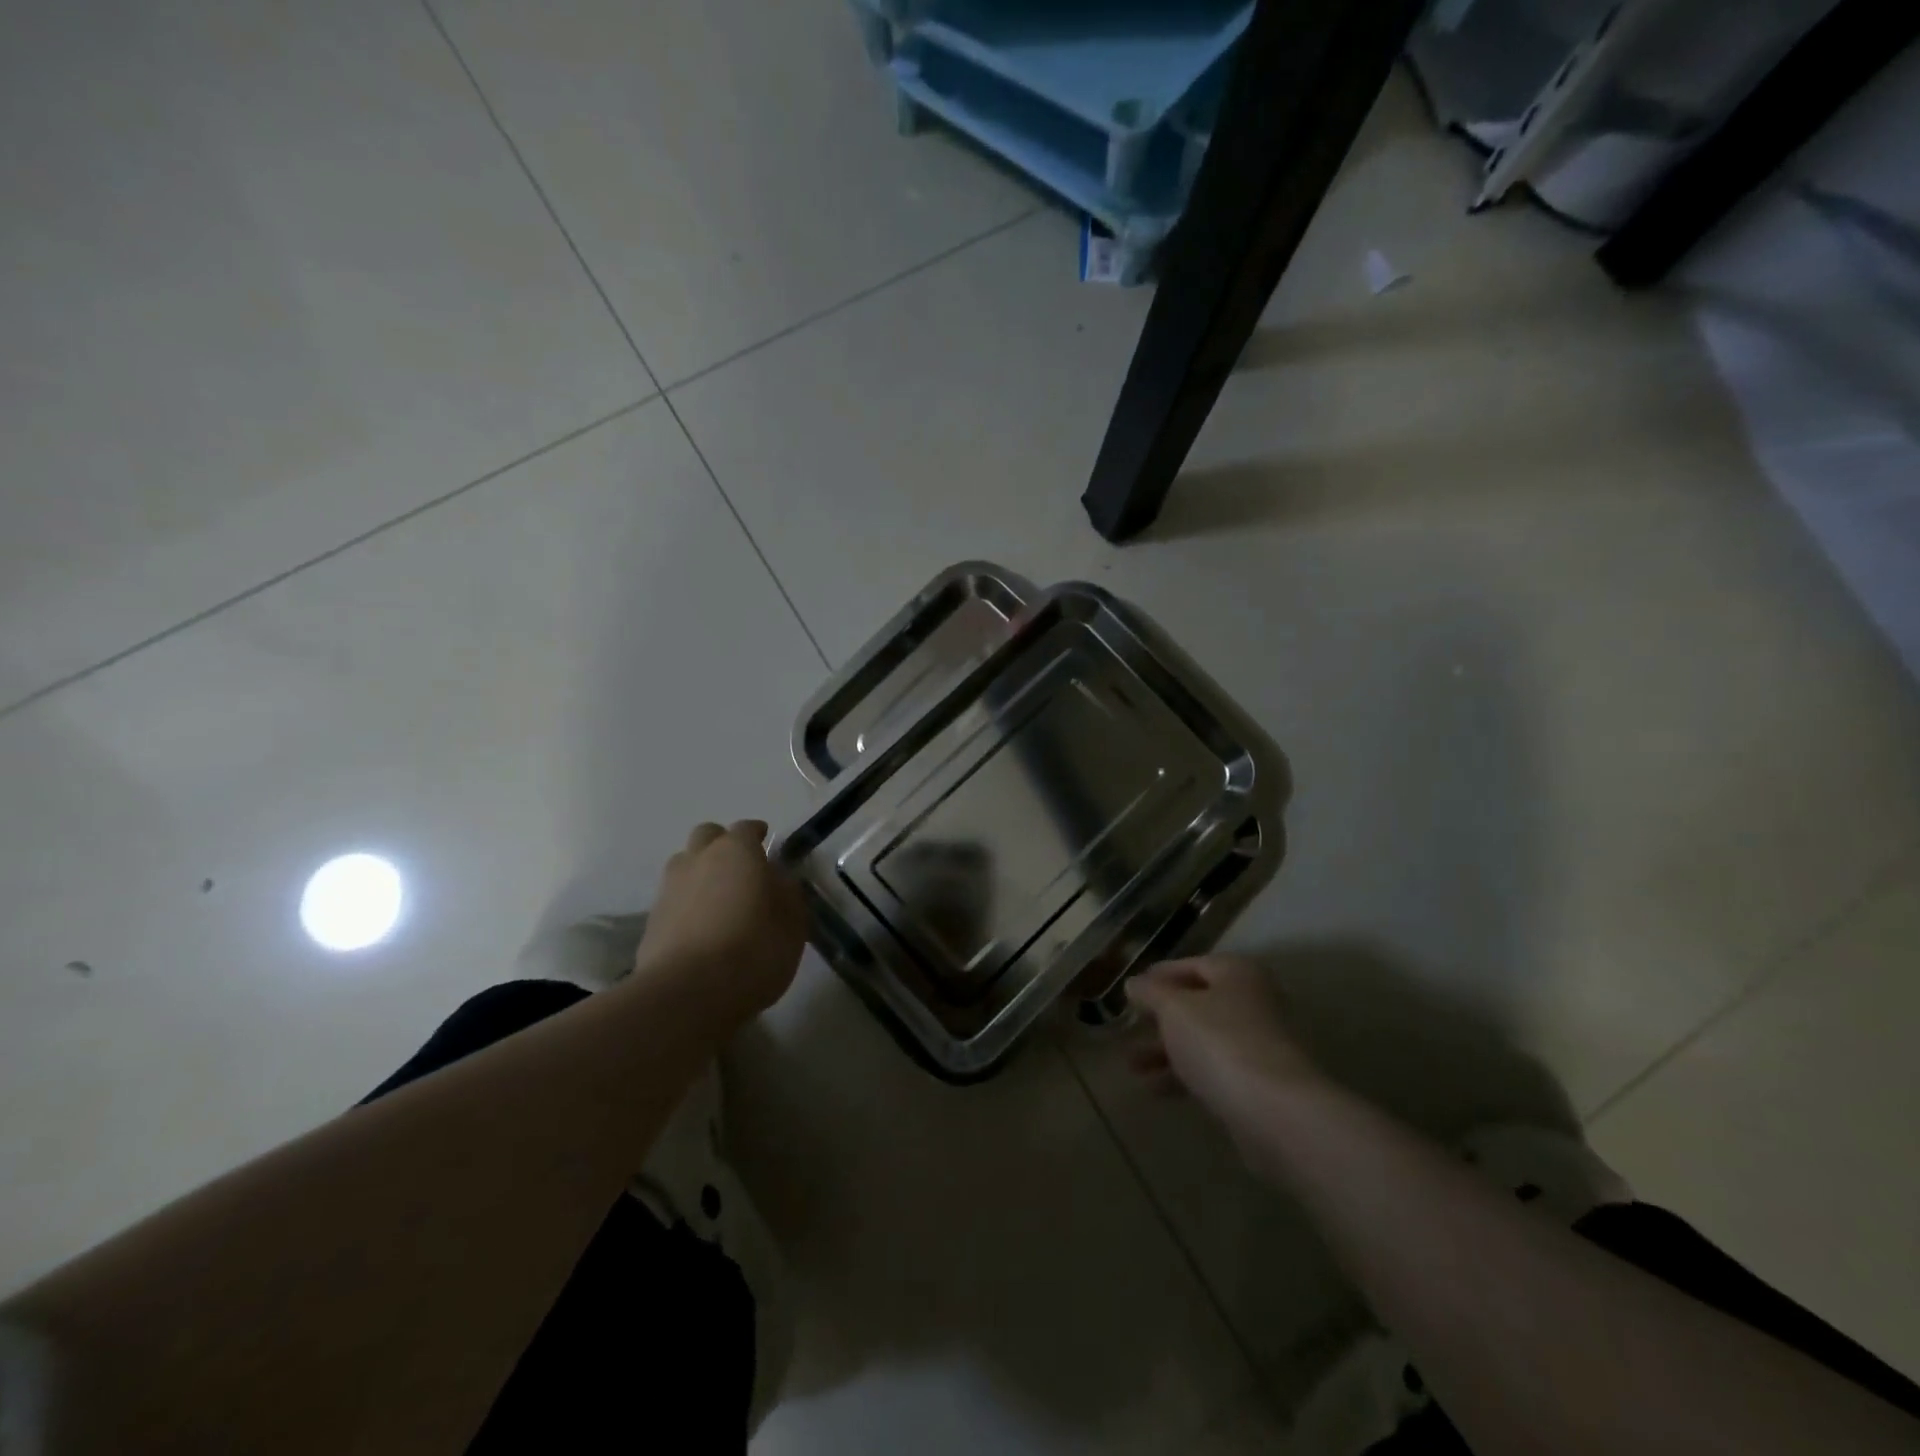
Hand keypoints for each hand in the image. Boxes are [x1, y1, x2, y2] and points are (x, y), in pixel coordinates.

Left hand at [633, 821, 807, 1029]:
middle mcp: (698, 860)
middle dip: (722, 845)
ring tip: (718, 900)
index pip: (746, 828)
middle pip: (707, 837)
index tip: (767, 844)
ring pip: (684, 865)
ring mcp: (669, 889)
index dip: (758, 834)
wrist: (688, 994)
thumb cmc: (754, 950)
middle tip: (740, 869)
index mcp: (736, 852)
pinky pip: (673, 899)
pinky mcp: (651, 921)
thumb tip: (779, 881)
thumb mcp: (793, 924)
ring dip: (700, 873)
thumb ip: (788, 894)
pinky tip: (701, 929)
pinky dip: (687, 905)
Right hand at [1128, 955, 1325, 1129]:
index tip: (1130, 991)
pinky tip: (1153, 1089)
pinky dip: (1184, 1075)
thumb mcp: (1174, 1008)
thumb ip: (1150, 993)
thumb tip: (1134, 983)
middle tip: (1129, 1028)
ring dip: (1166, 1051)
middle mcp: (1251, 1002)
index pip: (1191, 964)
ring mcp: (1257, 1044)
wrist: (1276, 1111)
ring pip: (1202, 1040)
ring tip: (1131, 1065)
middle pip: (1197, 1004)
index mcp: (1236, 973)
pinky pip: (1212, 1070)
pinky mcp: (1256, 1082)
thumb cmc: (1220, 1041)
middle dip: (1160, 1019)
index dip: (1158, 976)